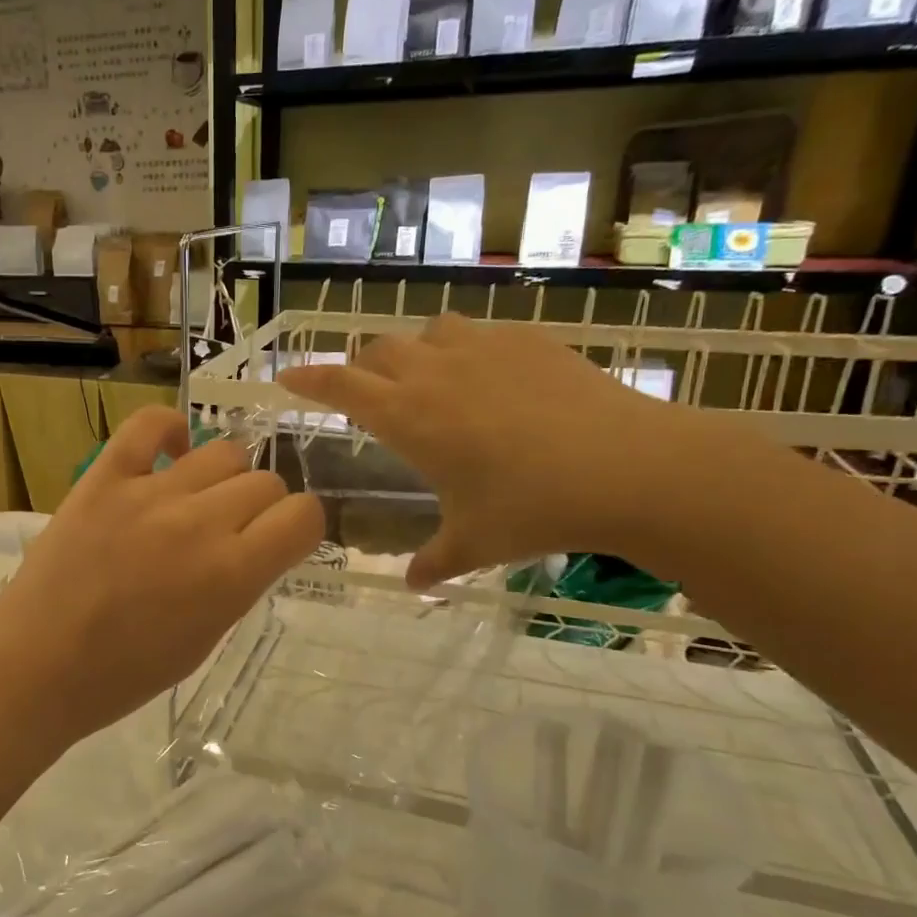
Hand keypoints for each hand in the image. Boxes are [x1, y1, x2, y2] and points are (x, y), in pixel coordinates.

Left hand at [0, 406, 324, 742]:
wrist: (38, 664)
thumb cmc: (125, 673)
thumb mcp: (206, 638)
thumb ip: (240, 582)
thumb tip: (255, 542)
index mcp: (232, 574)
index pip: (303, 515)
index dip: (299, 526)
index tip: (280, 540)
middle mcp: (201, 523)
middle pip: (265, 481)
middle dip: (260, 507)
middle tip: (230, 531)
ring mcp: (150, 493)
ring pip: (222, 450)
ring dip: (222, 476)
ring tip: (196, 500)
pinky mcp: (104, 477)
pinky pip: (149, 424)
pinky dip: (168, 429)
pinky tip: (169, 453)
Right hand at [279, 313, 706, 587]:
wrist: (630, 468)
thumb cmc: (534, 508)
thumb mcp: (475, 543)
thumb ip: (435, 561)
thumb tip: (413, 584)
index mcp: (408, 417)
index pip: (340, 385)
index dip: (308, 379)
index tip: (287, 377)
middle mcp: (436, 373)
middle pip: (378, 350)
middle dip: (362, 368)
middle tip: (367, 394)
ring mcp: (484, 350)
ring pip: (428, 331)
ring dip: (415, 351)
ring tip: (429, 380)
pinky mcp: (529, 341)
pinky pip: (480, 333)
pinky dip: (466, 350)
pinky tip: (491, 379)